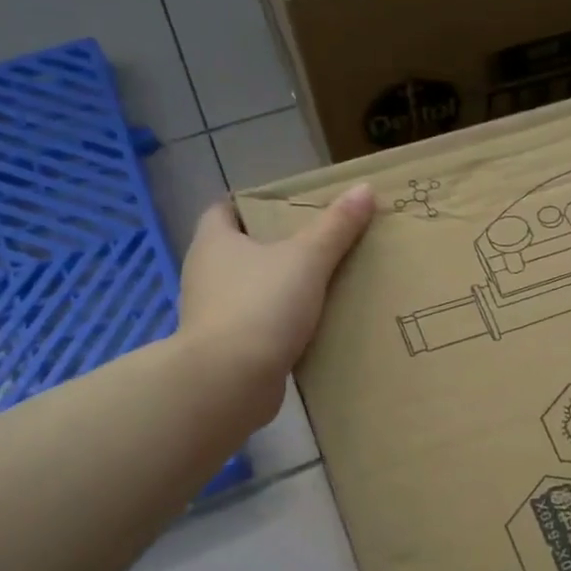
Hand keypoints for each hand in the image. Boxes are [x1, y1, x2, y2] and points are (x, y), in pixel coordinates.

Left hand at [176, 185, 374, 426]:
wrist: (230, 382)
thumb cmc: (261, 306)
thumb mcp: (307, 259)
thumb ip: (336, 226)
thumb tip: (364, 188)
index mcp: (214, 242)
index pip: (224, 209)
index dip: (253, 204)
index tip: (290, 208)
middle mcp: (206, 274)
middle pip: (241, 250)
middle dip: (276, 246)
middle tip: (321, 243)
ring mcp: (214, 314)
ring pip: (251, 289)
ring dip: (281, 287)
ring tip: (325, 285)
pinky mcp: (228, 348)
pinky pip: (259, 325)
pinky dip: (282, 323)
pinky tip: (314, 325)